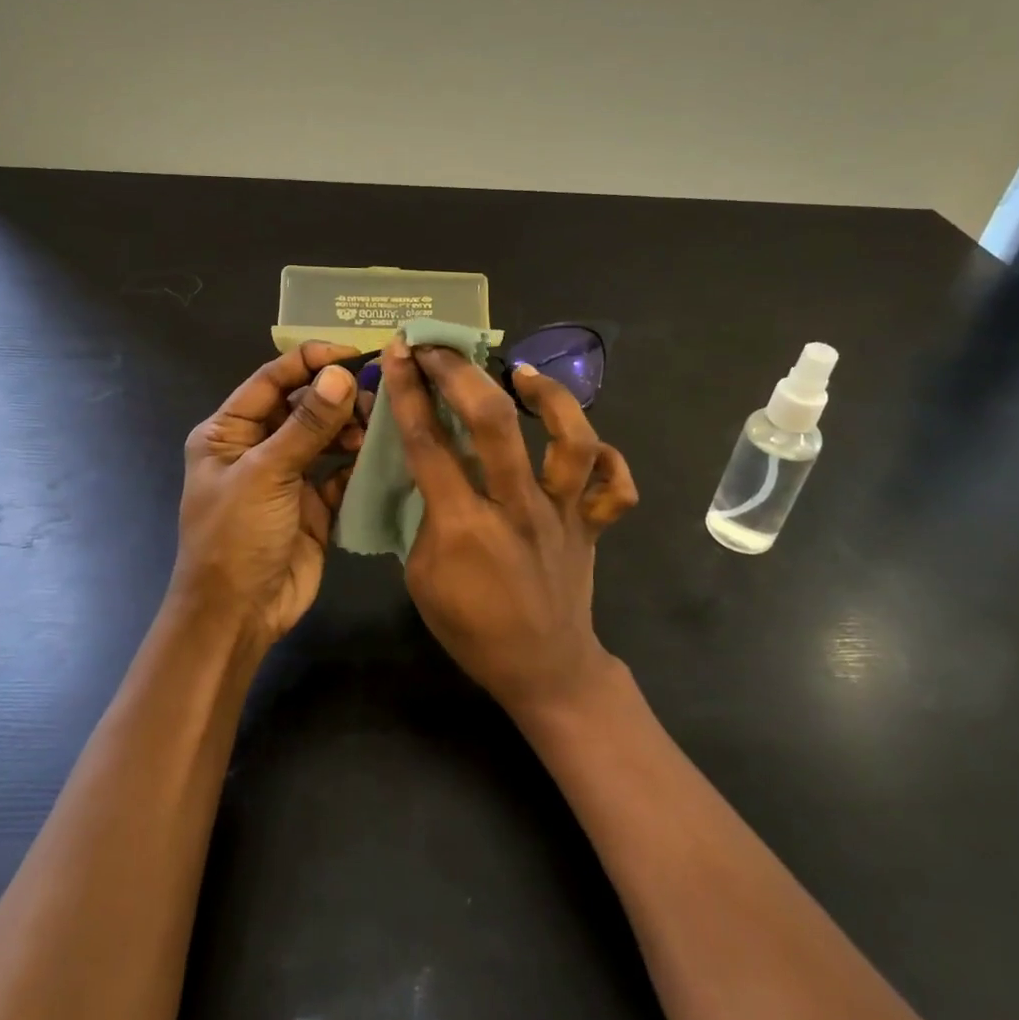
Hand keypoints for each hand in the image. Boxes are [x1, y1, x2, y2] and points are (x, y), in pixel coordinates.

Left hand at [168, 342, 363, 647]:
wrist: (238, 615)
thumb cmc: (236, 537)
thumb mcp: (266, 474)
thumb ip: (306, 425)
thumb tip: (340, 374)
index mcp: (228, 432)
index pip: (271, 381)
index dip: (310, 362)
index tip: (354, 354)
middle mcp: (257, 448)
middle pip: (301, 406)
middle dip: (336, 397)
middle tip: (375, 396)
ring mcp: (286, 477)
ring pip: (324, 438)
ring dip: (349, 429)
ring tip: (375, 430)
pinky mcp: (312, 505)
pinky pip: (339, 473)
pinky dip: (357, 464)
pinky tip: (377, 457)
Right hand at [379, 335, 638, 718]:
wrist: (544, 669)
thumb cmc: (472, 629)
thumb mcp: (422, 577)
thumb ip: (426, 518)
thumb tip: (433, 468)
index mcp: (465, 527)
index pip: (430, 445)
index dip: (410, 393)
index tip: (402, 353)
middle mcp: (518, 509)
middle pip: (495, 424)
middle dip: (461, 375)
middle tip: (442, 350)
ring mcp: (564, 514)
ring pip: (571, 441)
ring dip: (549, 397)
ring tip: (522, 375)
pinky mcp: (594, 525)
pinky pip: (616, 485)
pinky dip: (608, 458)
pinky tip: (584, 442)